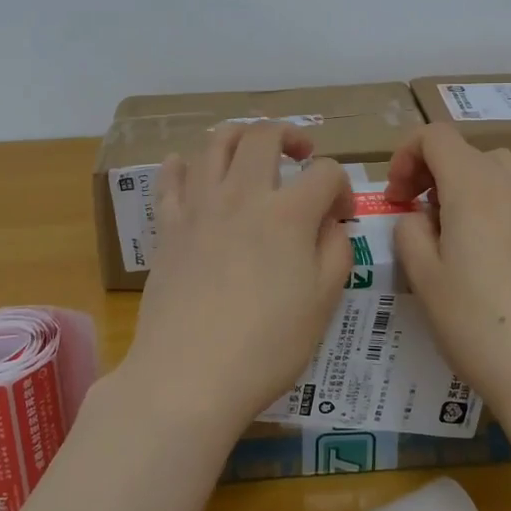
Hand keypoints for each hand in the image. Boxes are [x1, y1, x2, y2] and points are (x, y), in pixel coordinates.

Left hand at [120, 122, 353, 439]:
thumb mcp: (324, 302)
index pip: (325, 171)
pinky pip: (170, 178)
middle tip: (300, 154)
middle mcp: (243, 194)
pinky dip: (182, 165)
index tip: (341, 213)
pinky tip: (190, 169)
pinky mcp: (168, 225)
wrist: (189, 376)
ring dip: (239, 136)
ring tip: (251, 153)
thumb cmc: (267, 345)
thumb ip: (336, 249)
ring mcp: (200, 206)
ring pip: (215, 142)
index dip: (341, 185)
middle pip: (264, 135)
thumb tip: (331, 220)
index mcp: (288, 212)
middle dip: (290, 134)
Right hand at [385, 123, 510, 415]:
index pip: (437, 136)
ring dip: (471, 188)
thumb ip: (409, 230)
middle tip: (420, 213)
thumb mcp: (422, 275)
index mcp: (474, 188)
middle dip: (437, 171)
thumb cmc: (474, 322)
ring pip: (502, 174)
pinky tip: (494, 261)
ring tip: (458, 233)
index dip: (407, 154)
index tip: (397, 196)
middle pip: (470, 152)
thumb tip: (418, 217)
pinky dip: (500, 211)